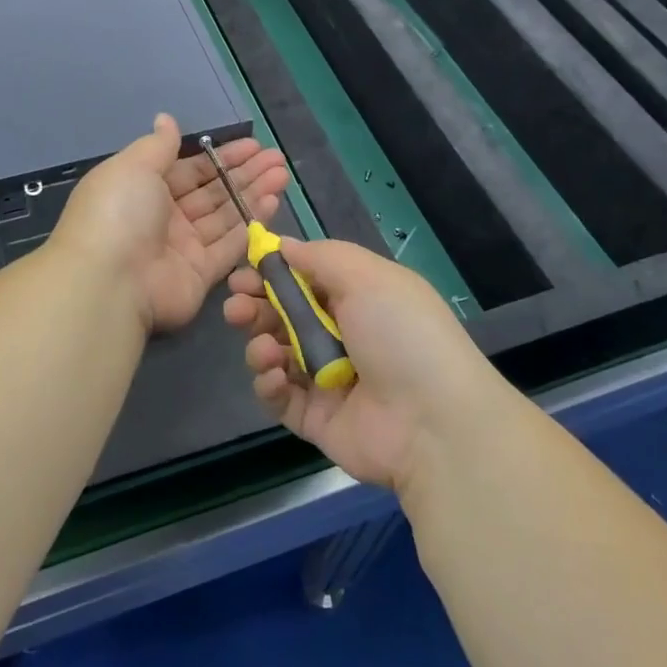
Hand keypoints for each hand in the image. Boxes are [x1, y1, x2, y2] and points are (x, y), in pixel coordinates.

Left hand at [53, 113, 290, 331]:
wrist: (110, 280)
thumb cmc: (119, 212)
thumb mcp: (134, 166)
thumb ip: (158, 145)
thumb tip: (166, 119)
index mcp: (144, 189)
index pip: (190, 169)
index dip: (221, 157)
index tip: (253, 145)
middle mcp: (164, 217)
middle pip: (212, 191)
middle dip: (245, 173)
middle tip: (277, 158)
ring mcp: (183, 247)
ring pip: (225, 215)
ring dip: (253, 194)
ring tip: (283, 174)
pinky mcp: (201, 274)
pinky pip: (230, 245)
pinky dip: (252, 224)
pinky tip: (273, 202)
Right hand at [224, 238, 503, 492]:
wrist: (432, 422)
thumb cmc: (400, 333)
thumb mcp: (365, 276)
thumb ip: (319, 256)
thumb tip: (282, 244)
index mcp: (359, 297)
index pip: (304, 278)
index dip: (272, 273)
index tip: (244, 271)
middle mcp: (342, 334)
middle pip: (283, 315)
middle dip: (254, 307)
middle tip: (234, 308)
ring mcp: (328, 378)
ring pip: (276, 353)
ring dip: (259, 345)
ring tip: (263, 348)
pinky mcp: (316, 417)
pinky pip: (280, 397)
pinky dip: (269, 384)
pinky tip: (274, 376)